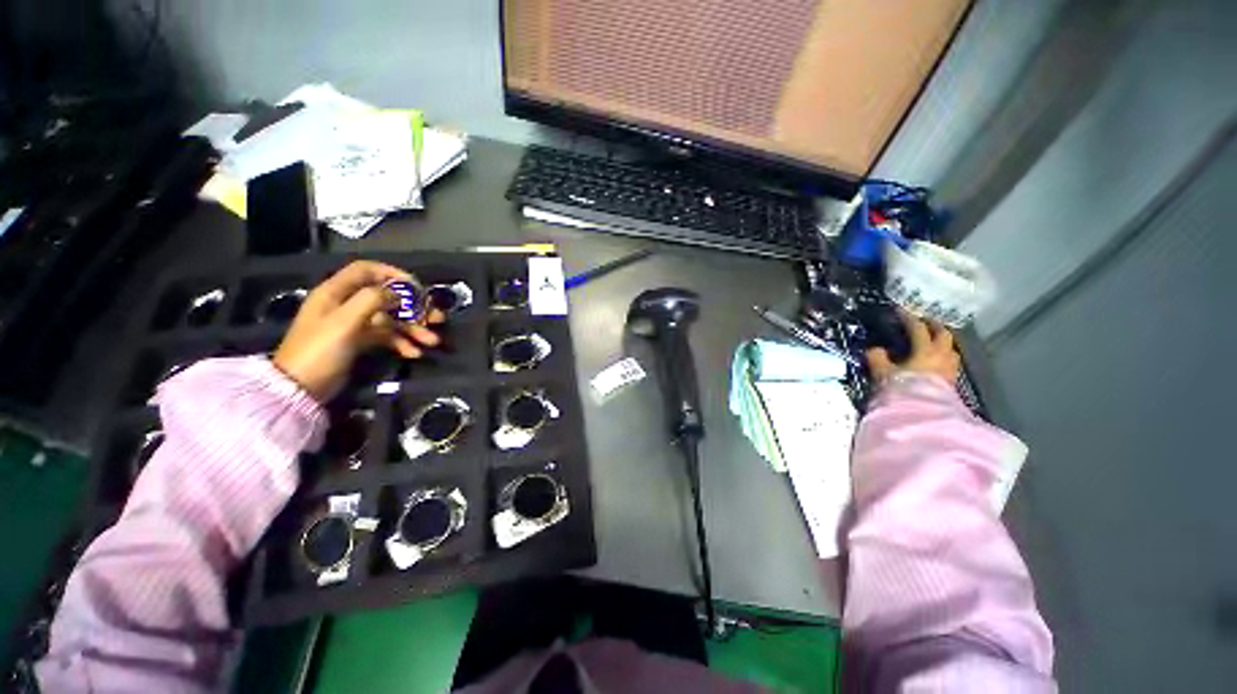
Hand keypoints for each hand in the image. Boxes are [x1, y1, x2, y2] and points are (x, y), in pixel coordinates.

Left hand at [273, 261, 442, 401]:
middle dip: (414, 308)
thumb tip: (399, 293)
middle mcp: (347, 303)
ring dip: (413, 328)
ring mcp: (354, 323)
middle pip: (387, 297)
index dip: (393, 274)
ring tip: (432, 341)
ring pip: (391, 319)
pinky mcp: (360, 341)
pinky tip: (414, 353)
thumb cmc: (320, 349)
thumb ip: (372, 300)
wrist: (300, 388)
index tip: (417, 287)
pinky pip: (387, 336)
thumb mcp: (345, 321)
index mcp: (336, 292)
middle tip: (437, 318)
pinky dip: (402, 343)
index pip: (367, 270)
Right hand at [866, 311, 959, 384]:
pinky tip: (935, 363)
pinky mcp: (951, 383)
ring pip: (951, 350)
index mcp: (926, 350)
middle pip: (943, 335)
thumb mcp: (883, 372)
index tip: (900, 310)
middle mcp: (942, 356)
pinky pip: (950, 364)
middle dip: (934, 327)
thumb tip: (874, 349)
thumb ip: (877, 358)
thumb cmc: (902, 389)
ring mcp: (950, 370)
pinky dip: (943, 358)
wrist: (922, 415)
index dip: (908, 318)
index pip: (918, 329)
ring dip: (943, 343)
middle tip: (924, 322)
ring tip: (932, 343)